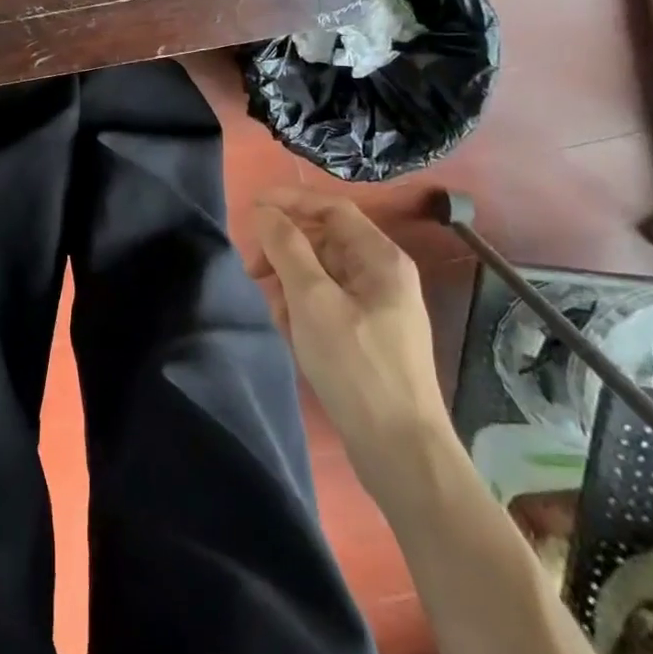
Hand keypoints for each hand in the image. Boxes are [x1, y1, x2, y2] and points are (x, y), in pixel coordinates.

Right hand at [248, 186, 452, 500]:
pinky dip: (303, 306)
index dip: (290, 200)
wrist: (401, 452)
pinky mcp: (368, 335)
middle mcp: (383, 275)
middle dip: (285, 247)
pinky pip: (327, 301)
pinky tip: (288, 330)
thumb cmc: (356, 366)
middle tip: (252, 268)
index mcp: (380, 258)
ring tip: (272, 306)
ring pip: (322, 272)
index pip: (331, 208)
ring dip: (290, 280)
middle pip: (325, 239)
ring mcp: (378, 307)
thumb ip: (286, 247)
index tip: (251, 209)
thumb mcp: (312, 300)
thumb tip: (265, 211)